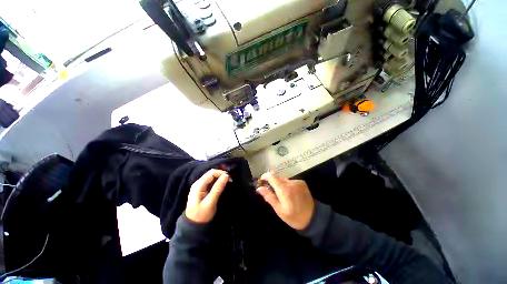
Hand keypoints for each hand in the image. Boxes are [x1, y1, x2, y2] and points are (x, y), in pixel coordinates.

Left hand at [185, 169, 230, 223]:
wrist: (193, 225)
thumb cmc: (201, 215)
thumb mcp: (210, 202)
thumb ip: (218, 188)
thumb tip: (226, 176)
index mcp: (198, 185)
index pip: (211, 173)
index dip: (221, 173)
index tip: (229, 178)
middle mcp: (198, 183)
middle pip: (211, 173)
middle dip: (221, 174)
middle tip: (230, 180)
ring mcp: (200, 186)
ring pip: (212, 177)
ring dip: (220, 177)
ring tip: (228, 181)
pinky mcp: (202, 189)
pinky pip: (211, 181)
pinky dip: (218, 181)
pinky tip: (222, 184)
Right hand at [256, 171, 314, 229]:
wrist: (313, 218)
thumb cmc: (293, 216)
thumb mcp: (279, 209)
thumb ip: (269, 196)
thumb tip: (259, 188)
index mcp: (284, 189)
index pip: (271, 175)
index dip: (265, 176)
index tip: (261, 181)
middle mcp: (290, 182)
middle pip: (277, 177)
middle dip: (273, 183)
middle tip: (273, 193)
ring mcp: (297, 181)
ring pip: (284, 180)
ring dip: (280, 185)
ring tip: (283, 196)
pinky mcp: (302, 182)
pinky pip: (291, 181)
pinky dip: (288, 185)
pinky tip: (291, 194)